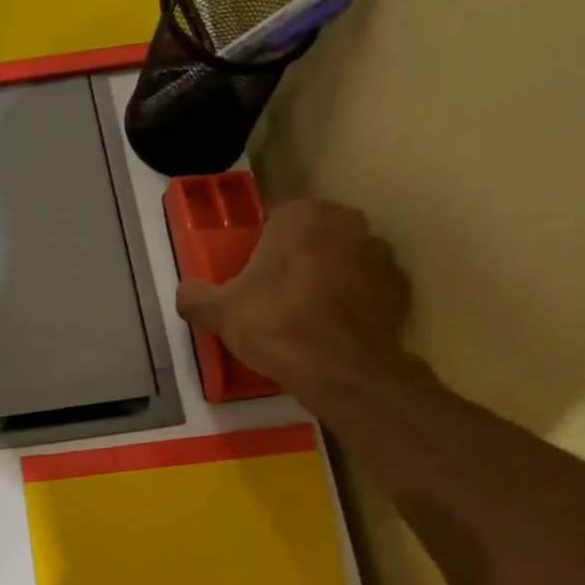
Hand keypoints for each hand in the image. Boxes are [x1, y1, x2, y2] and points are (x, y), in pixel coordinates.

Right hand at [175, 196, 411, 391]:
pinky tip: (334, 328)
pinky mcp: (398, 284)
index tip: (251, 275)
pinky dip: (354, 300)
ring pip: (343, 257)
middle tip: (275, 295)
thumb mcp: (219, 313)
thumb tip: (185, 291)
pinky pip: (368, 285)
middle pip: (313, 234)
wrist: (338, 368)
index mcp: (300, 216)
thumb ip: (195, 296)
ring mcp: (378, 251)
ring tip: (306, 314)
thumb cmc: (275, 326)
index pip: (275, 217)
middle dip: (297, 256)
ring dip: (328, 275)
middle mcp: (345, 221)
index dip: (260, 246)